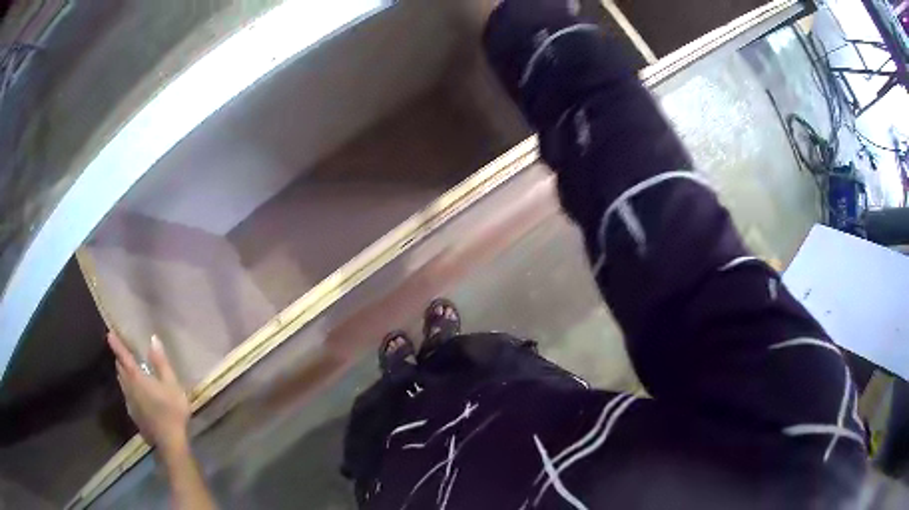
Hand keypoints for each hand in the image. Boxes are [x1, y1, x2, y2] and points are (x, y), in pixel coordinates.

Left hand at [108, 332, 190, 456]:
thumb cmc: (172, 410)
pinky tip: (136, 394)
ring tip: (127, 370)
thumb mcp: (172, 384)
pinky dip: (128, 389)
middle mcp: (129, 388)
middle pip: (120, 369)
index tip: (108, 333)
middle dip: (120, 359)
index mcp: (137, 378)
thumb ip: (161, 362)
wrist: (169, 442)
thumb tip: (153, 339)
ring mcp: (130, 403)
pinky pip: (127, 395)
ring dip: (122, 374)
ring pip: (122, 383)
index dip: (116, 344)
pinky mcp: (134, 415)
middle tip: (122, 352)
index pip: (123, 357)